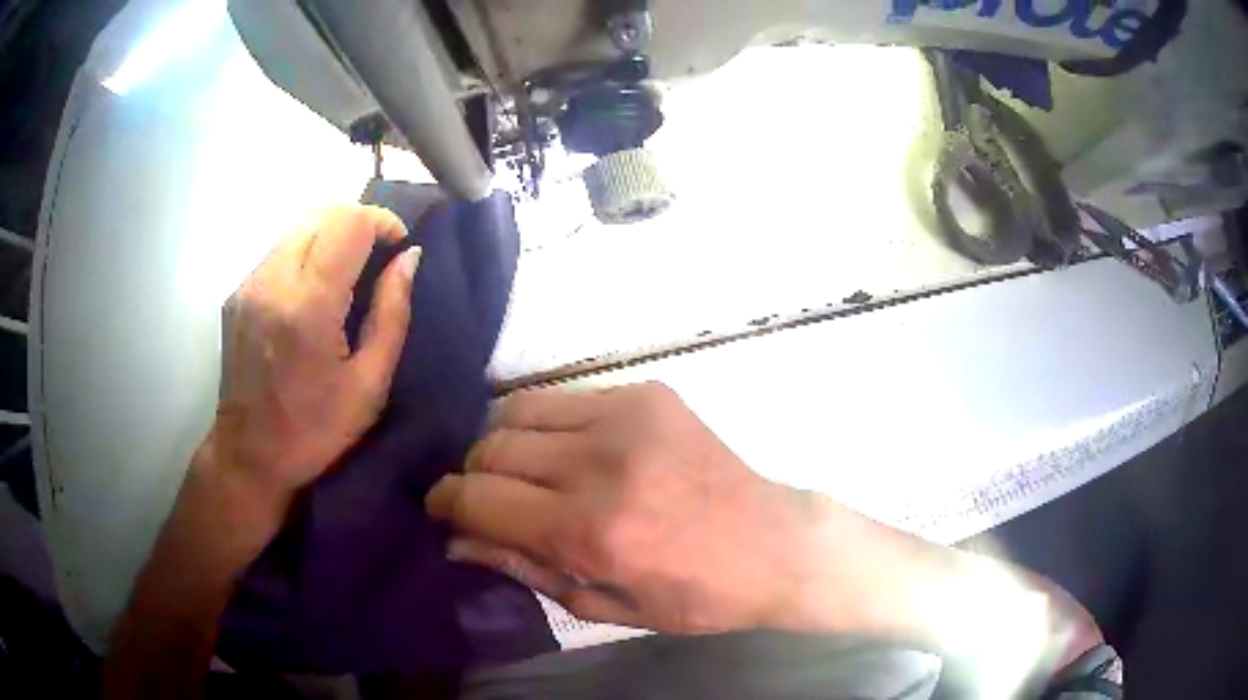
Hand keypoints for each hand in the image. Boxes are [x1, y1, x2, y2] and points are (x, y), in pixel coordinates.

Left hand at [207, 205, 418, 509]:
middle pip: (323, 212)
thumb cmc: (316, 431)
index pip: (349, 223)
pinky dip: (307, 252)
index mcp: (308, 306)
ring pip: (299, 226)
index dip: (382, 222)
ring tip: (348, 271)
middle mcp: (273, 281)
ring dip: (331, 235)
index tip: (399, 246)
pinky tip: (314, 290)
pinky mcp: (238, 293)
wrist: (249, 455)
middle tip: (378, 255)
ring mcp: (249, 284)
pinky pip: (279, 250)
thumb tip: (409, 259)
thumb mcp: (369, 384)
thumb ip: (392, 313)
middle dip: (359, 222)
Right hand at [425, 382, 821, 633]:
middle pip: (491, 447)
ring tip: (524, 473)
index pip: (478, 497)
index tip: (440, 508)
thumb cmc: (693, 596)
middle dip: (473, 476)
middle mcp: (602, 462)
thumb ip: (522, 566)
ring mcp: (627, 416)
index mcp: (591, 529)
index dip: (444, 502)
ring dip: (505, 443)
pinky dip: (549, 426)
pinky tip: (570, 452)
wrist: (774, 545)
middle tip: (488, 500)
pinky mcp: (648, 392)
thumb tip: (457, 539)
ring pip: (518, 409)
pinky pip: (566, 397)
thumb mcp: (602, 605)